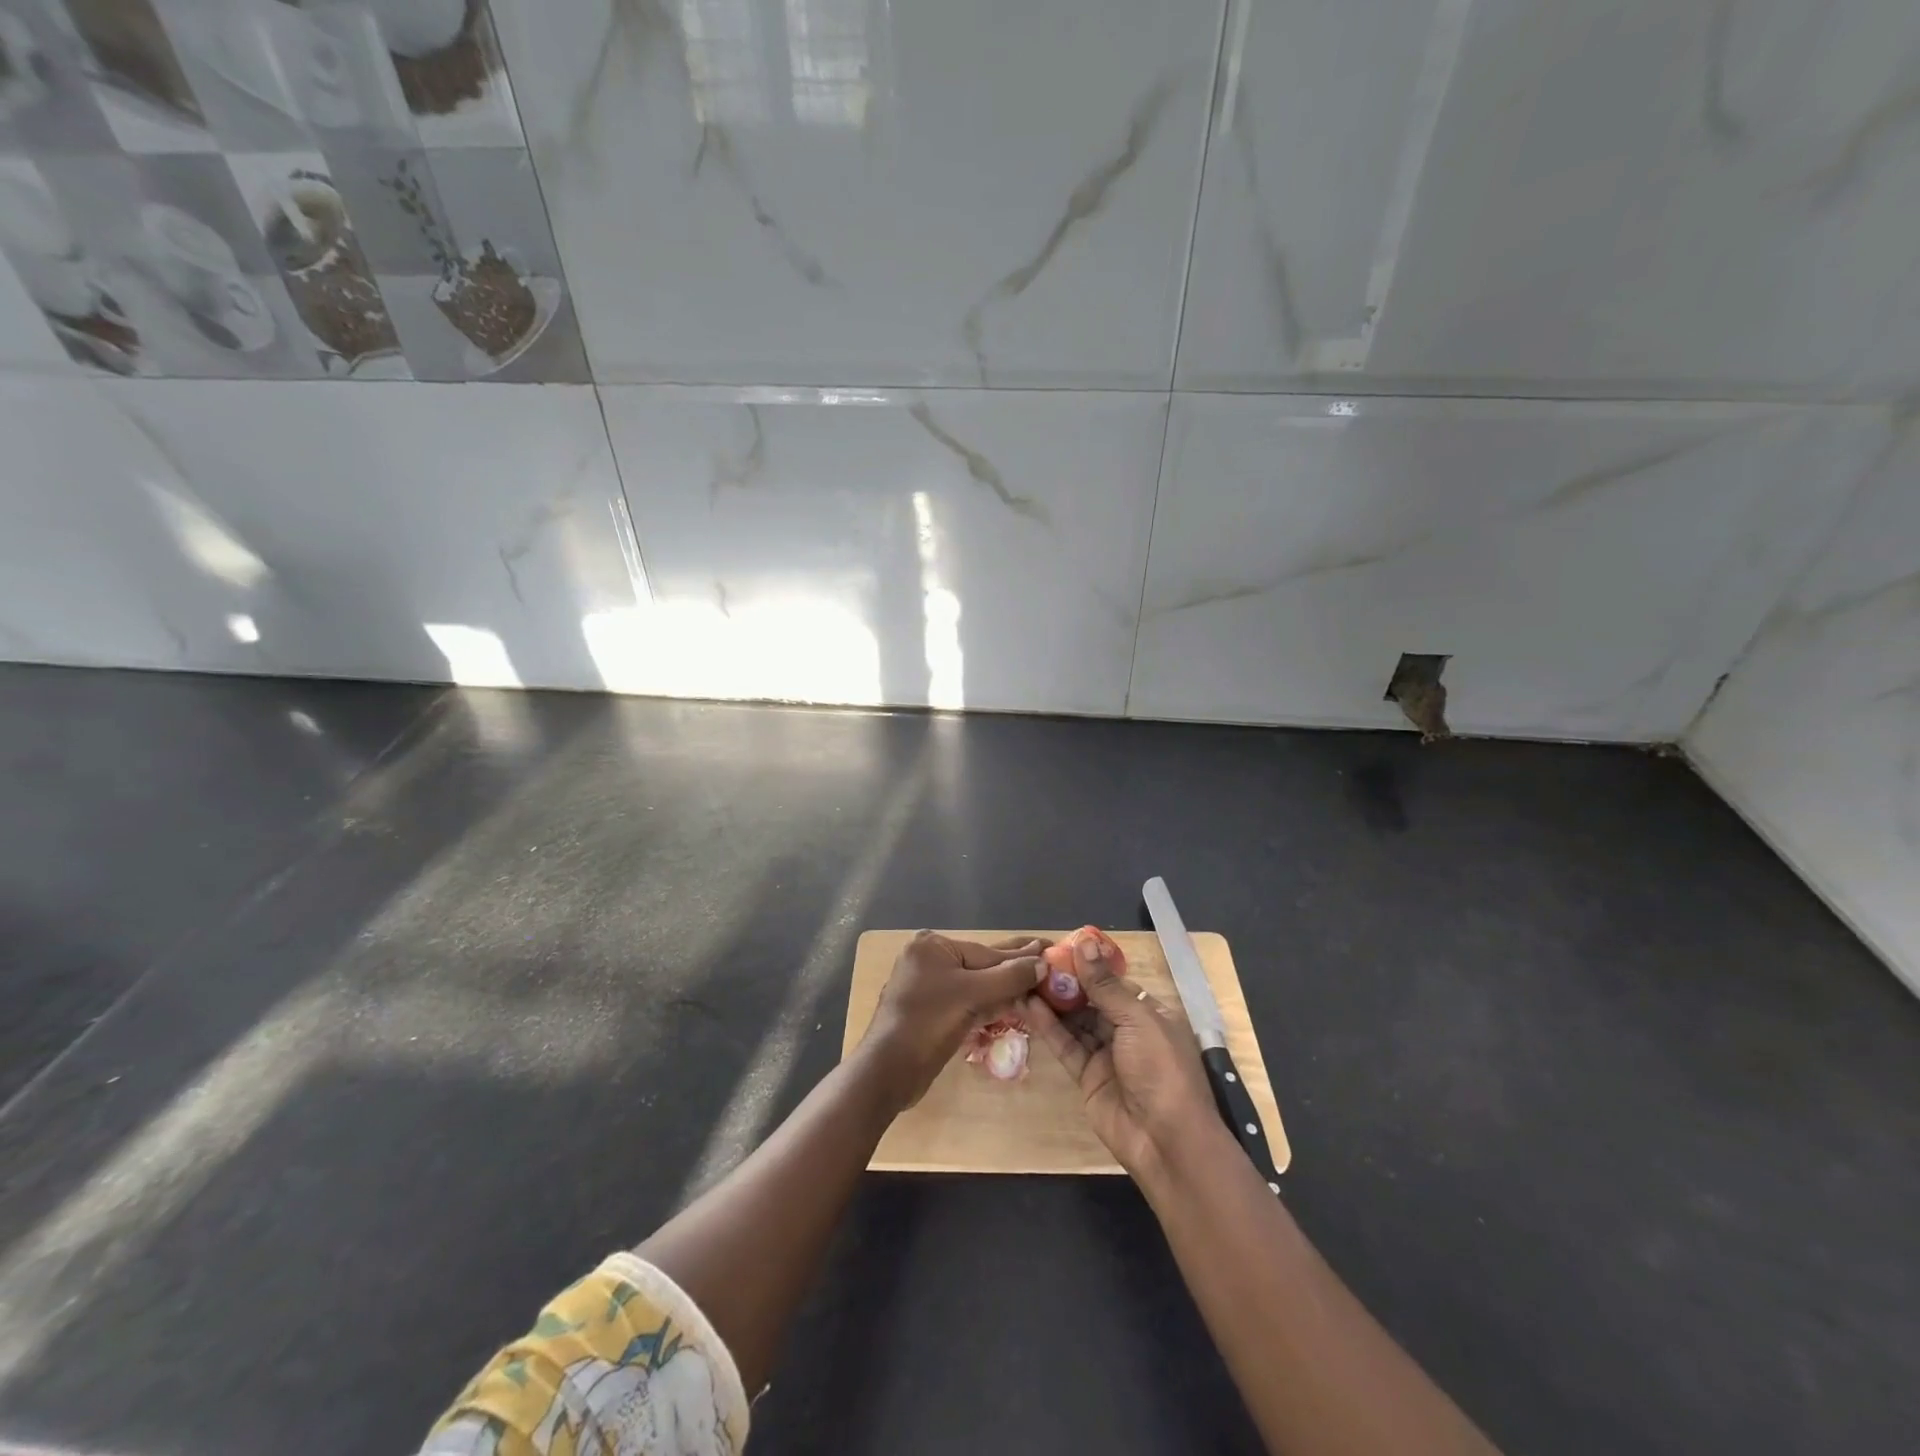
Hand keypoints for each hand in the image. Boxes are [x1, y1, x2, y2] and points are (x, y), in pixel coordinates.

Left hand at [862, 931, 1047, 1108]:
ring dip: (1004, 990)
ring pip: (975, 986)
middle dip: (1014, 970)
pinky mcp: (930, 1012)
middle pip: (981, 966)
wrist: (888, 1071)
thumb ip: (1009, 977)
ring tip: (1038, 986)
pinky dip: (987, 1006)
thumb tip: (1043, 962)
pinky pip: (966, 1002)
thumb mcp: (972, 995)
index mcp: (933, 946)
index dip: (1022, 956)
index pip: (987, 952)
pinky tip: (1012, 1006)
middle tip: (1049, 963)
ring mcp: (927, 987)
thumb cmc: (928, 1023)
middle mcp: (928, 960)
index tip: (1050, 948)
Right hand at [1023, 936, 1217, 1180]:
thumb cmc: (1161, 1068)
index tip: (1058, 947)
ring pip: (1075, 1021)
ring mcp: (1107, 1054)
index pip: (1113, 981)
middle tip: (1034, 962)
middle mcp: (1128, 1030)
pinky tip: (1028, 1006)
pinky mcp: (1088, 1076)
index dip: (1087, 965)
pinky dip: (1048, 1026)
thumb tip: (1084, 941)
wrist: (1166, 1141)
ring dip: (1052, 1001)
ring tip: (1024, 978)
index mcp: (1149, 1012)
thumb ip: (1104, 983)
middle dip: (1065, 982)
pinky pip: (1066, 1045)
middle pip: (1091, 1000)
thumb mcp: (1136, 1019)